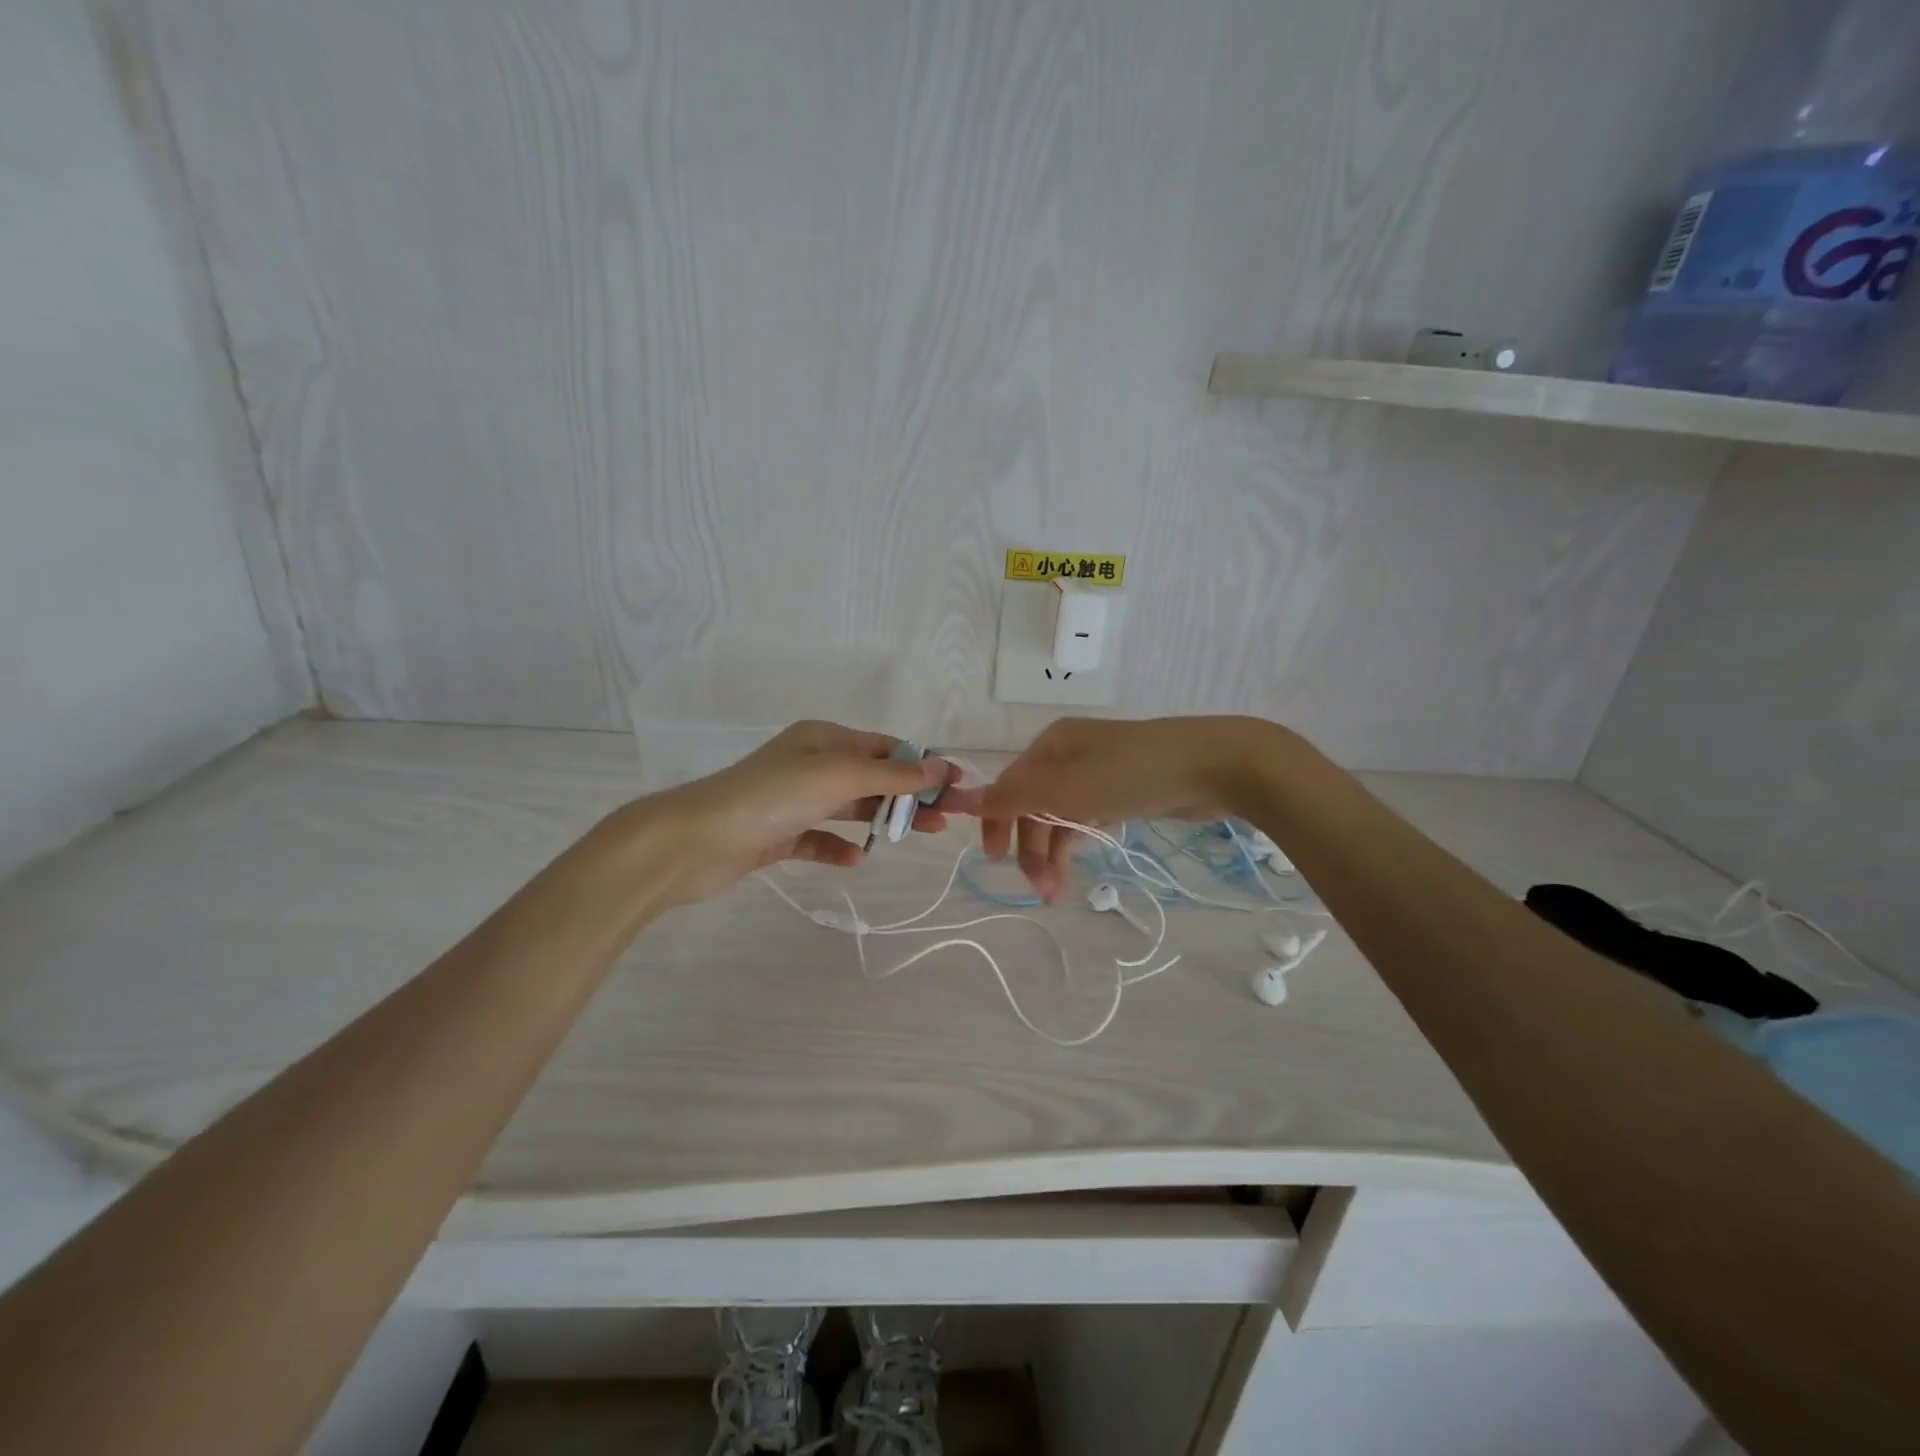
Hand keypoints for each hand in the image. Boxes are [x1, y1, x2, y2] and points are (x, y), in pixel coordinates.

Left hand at [642, 721, 968, 906]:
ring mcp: (792, 799)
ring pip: (849, 807)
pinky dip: (839, 847)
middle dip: (909, 796)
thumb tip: (941, 766)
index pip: (885, 748)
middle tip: (945, 821)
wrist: (694, 840)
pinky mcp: (776, 833)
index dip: (922, 765)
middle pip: (872, 778)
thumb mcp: (839, 776)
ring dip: (881, 820)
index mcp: (823, 739)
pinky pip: (818, 838)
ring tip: (919, 837)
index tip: (956, 787)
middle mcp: (809, 763)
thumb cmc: (772, 797)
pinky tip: (856, 860)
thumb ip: (892, 776)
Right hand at [980, 716, 1263, 901]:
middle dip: (1033, 847)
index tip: (994, 859)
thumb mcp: (1065, 787)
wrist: (1213, 766)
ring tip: (1059, 892)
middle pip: (1035, 805)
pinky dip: (1080, 840)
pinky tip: (1081, 861)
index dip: (996, 821)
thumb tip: (960, 798)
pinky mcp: (1124, 791)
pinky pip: (1088, 817)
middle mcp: (1069, 755)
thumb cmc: (1130, 774)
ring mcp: (1098, 773)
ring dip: (1056, 852)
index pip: (1009, 786)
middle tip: (1042, 889)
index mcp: (1050, 746)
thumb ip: (1012, 796)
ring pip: (1062, 816)